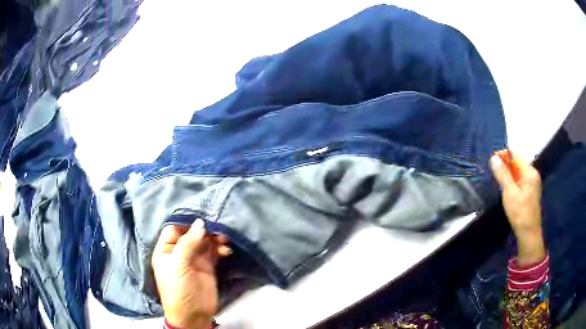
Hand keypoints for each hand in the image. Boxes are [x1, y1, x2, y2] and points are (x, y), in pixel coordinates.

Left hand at [152, 219, 230, 328]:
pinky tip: (226, 251)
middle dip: (204, 230)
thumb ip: (188, 243)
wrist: (193, 315)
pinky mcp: (207, 266)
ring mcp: (194, 259)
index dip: (186, 223)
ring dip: (214, 239)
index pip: (174, 228)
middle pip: (191, 234)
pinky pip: (214, 252)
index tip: (202, 218)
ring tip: (224, 240)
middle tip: (218, 229)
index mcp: (166, 250)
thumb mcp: (178, 265)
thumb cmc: (179, 289)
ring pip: (204, 242)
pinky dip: (220, 249)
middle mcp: (179, 252)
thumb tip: (200, 222)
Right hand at [491, 150, 544, 265]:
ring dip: (508, 173)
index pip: (516, 155)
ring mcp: (533, 183)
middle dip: (505, 164)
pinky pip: (521, 180)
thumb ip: (502, 174)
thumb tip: (494, 158)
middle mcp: (533, 174)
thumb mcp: (509, 193)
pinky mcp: (531, 191)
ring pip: (519, 172)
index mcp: (530, 172)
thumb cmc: (520, 213)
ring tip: (498, 179)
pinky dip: (513, 180)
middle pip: (518, 163)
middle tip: (493, 171)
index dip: (504, 155)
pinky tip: (507, 188)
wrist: (529, 233)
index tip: (492, 160)